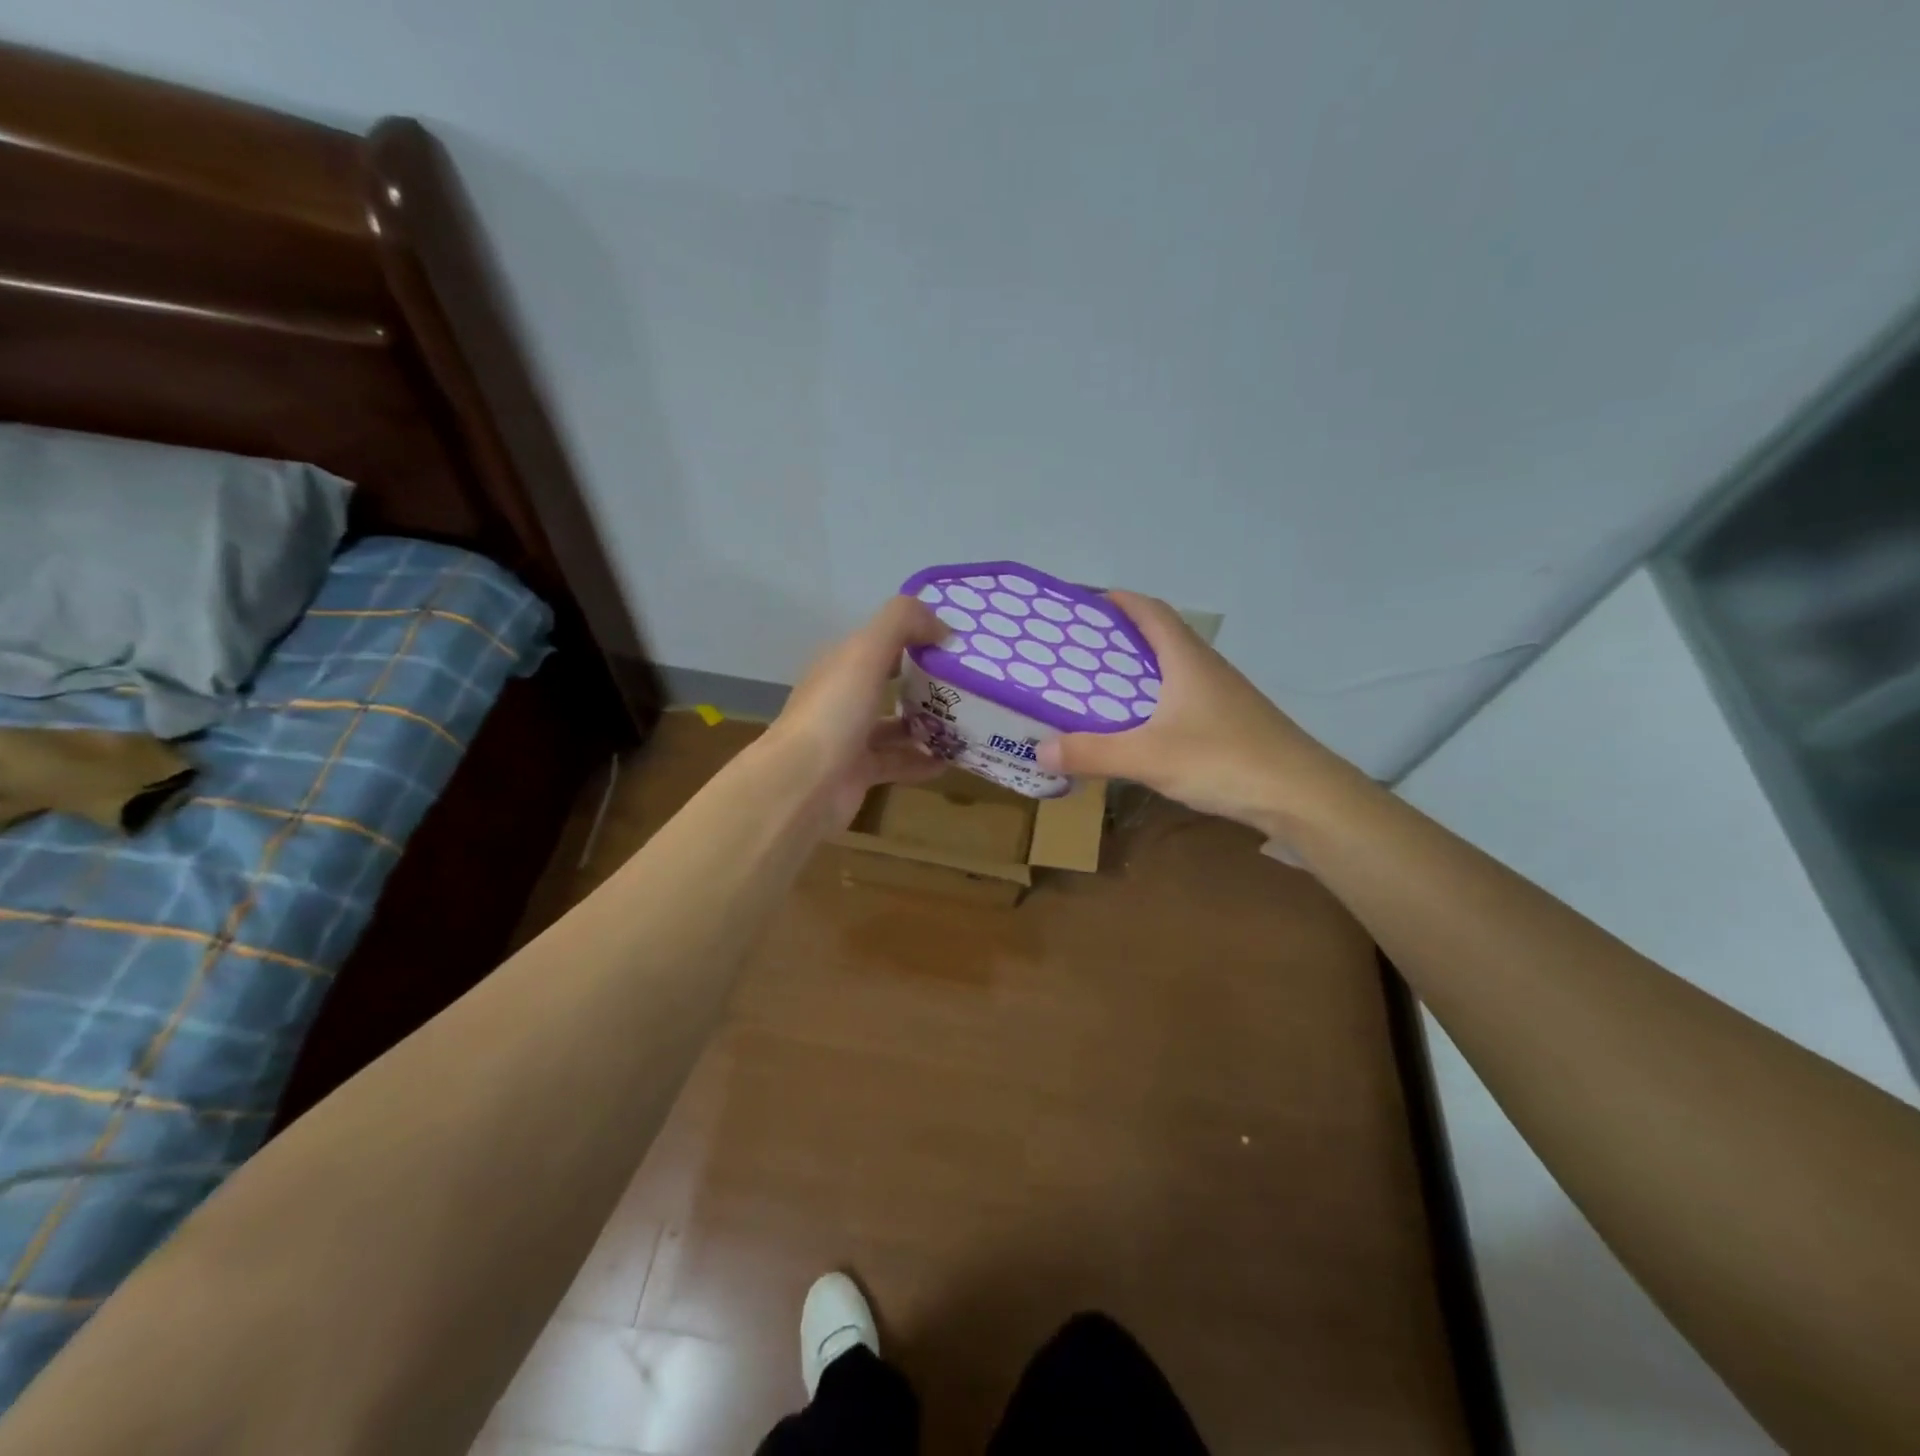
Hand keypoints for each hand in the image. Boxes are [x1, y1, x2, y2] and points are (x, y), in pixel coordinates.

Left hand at [763, 594, 948, 828]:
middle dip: (925, 682)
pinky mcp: (859, 773)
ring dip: (926, 724)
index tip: (956, 644)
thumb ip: (902, 623)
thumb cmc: (835, 712)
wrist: (802, 785)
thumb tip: (940, 624)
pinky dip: (922, 761)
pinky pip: (897, 762)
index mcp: (840, 665)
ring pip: (894, 726)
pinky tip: (951, 761)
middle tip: (968, 684)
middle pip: (888, 683)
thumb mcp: (866, 652)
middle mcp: (843, 698)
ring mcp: (849, 737)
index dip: (915, 637)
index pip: (880, 642)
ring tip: (966, 722)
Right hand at [1034, 591, 1363, 834]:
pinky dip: (1151, 704)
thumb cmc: (1224, 759)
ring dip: (1134, 674)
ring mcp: (1221, 697)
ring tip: (1094, 691)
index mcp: (1186, 658)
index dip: (1116, 601)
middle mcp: (1205, 668)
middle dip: (1115, 640)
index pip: (1149, 610)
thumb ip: (1092, 752)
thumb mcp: (1148, 756)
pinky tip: (1136, 730)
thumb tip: (1040, 749)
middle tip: (1074, 655)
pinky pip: (1179, 701)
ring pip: (1169, 672)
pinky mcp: (1228, 725)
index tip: (1081, 607)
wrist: (1302, 796)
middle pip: (1157, 638)